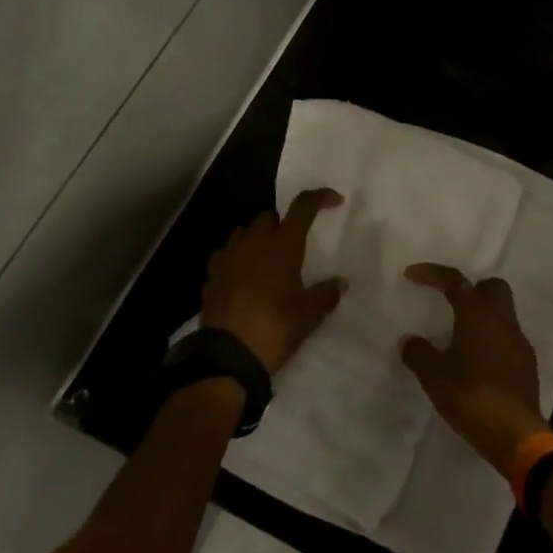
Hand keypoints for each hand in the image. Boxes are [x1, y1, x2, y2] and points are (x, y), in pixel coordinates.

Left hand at [199, 188, 346, 374]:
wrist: (229, 355)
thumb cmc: (276, 328)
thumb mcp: (309, 315)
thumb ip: (326, 294)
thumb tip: (340, 282)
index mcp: (282, 245)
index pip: (302, 207)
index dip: (319, 198)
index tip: (334, 201)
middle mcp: (254, 243)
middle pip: (268, 217)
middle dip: (282, 223)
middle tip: (294, 243)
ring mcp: (228, 256)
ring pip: (243, 233)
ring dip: (257, 238)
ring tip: (267, 258)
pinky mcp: (212, 274)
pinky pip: (224, 254)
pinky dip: (236, 257)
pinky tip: (241, 274)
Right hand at [400, 264, 546, 472]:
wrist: (514, 432)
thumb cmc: (469, 395)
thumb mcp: (433, 375)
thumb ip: (418, 353)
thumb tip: (409, 341)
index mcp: (478, 315)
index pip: (456, 281)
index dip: (433, 274)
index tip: (412, 275)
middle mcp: (503, 321)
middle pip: (492, 288)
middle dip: (471, 289)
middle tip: (450, 302)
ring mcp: (519, 343)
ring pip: (503, 315)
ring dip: (482, 318)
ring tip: (459, 336)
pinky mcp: (526, 366)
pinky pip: (508, 340)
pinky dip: (492, 342)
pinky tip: (477, 362)